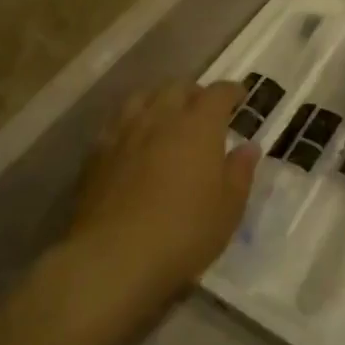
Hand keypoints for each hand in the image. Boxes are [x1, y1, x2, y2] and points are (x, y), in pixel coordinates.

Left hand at [66, 81, 259, 307]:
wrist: (115, 256)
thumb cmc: (185, 231)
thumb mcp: (229, 208)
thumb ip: (240, 172)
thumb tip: (248, 147)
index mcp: (198, 126)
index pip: (217, 93)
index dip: (231, 91)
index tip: (240, 97)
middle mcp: (160, 118)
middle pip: (177, 87)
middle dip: (194, 92)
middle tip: (204, 109)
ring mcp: (123, 133)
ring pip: (142, 98)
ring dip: (159, 100)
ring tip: (166, 117)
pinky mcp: (96, 154)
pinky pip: (116, 124)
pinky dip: (131, 123)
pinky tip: (133, 142)